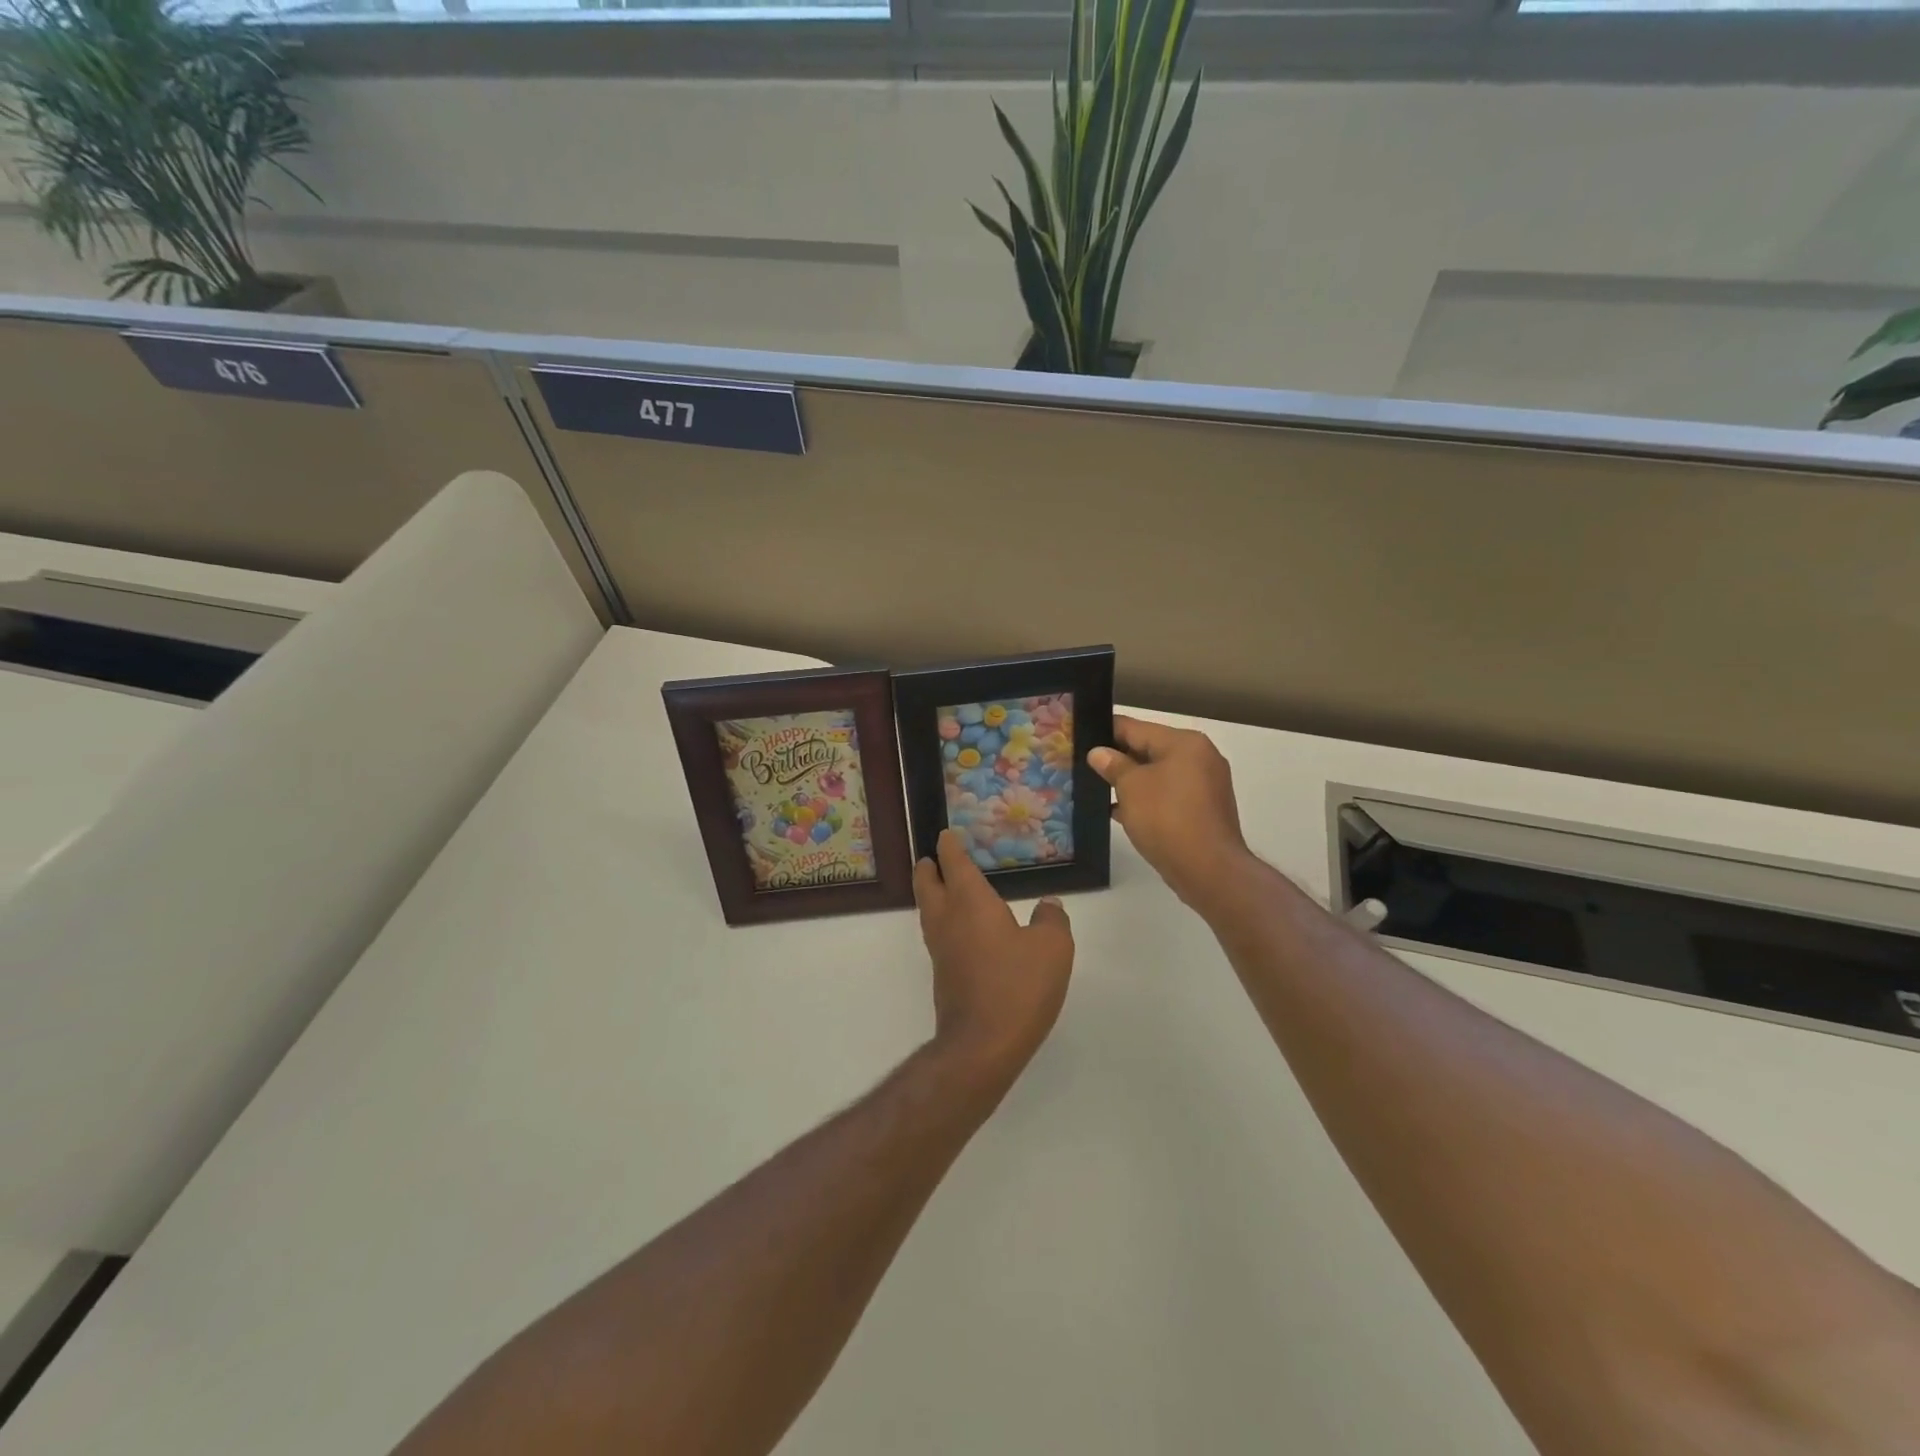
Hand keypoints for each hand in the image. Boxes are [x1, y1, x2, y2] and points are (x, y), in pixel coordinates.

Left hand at [914, 829, 1073, 1089]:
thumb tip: (1049, 905)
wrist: (982, 1046)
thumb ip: (1051, 921)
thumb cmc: (1018, 987)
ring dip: (931, 894)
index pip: (954, 864)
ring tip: (942, 888)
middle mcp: (948, 920)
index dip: (950, 847)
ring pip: (928, 911)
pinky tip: (961, 931)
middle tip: (932, 858)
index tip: (946, 835)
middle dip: (928, 868)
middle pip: (927, 885)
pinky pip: (938, 935)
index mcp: (970, 903)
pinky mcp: (943, 976)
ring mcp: (941, 950)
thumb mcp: (1052, 949)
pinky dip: (943, 921)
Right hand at [1089, 715, 1251, 909]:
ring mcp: (1206, 785)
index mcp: (1184, 742)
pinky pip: (1169, 796)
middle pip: (1149, 749)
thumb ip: (1113, 765)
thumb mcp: (1131, 787)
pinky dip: (1148, 800)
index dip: (1105, 732)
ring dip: (1131, 782)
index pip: (1135, 727)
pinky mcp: (1204, 810)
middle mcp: (1200, 757)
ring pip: (1158, 774)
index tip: (1080, 738)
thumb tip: (1099, 753)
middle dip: (1118, 759)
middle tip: (1085, 766)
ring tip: (1098, 790)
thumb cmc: (1167, 818)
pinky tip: (1121, 812)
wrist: (1208, 869)